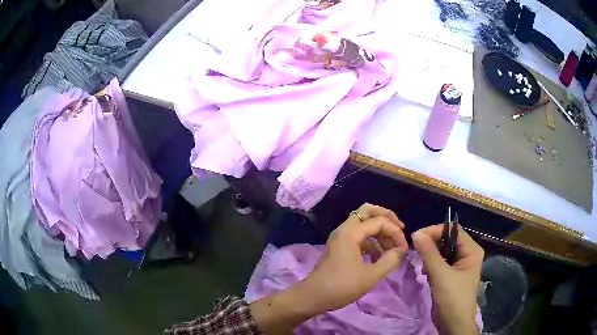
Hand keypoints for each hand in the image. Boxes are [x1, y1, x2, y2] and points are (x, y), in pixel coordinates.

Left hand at [250, 204, 406, 333]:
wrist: (313, 297)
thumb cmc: (341, 286)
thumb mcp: (371, 276)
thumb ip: (390, 260)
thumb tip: (402, 250)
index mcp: (350, 232)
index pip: (379, 221)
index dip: (395, 232)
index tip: (404, 249)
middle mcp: (344, 229)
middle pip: (368, 212)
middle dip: (386, 218)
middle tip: (400, 230)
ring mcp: (340, 238)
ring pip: (363, 224)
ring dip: (379, 231)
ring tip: (391, 247)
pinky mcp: (339, 247)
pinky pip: (358, 236)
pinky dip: (371, 241)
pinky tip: (379, 256)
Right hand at [412, 225, 483, 334]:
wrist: (453, 324)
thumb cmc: (452, 298)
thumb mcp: (440, 275)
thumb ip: (429, 253)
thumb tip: (416, 233)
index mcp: (472, 250)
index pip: (453, 231)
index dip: (435, 231)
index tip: (416, 237)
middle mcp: (468, 254)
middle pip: (448, 240)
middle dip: (432, 243)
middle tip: (415, 249)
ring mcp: (460, 264)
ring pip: (443, 251)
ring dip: (430, 254)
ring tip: (420, 262)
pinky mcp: (452, 274)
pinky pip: (441, 262)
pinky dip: (431, 264)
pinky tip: (425, 271)